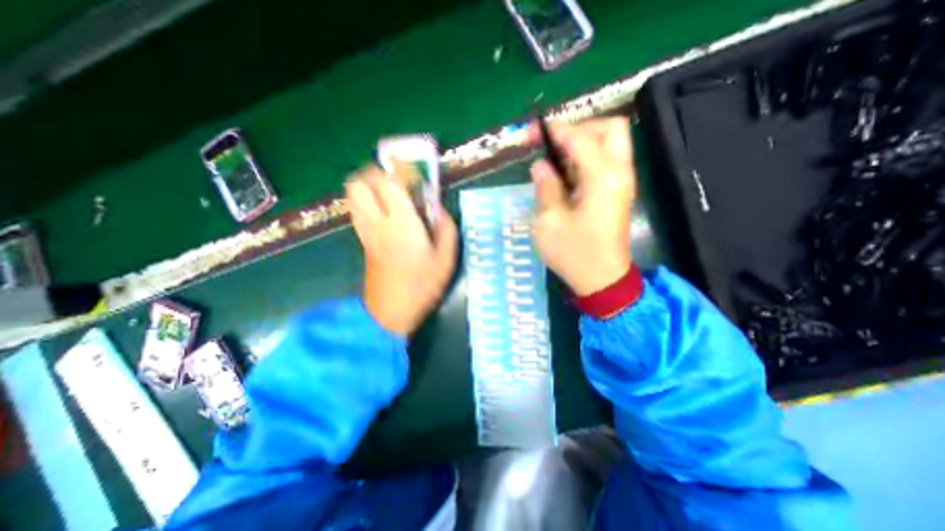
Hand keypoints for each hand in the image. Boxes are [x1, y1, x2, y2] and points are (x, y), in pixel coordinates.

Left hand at [346, 163, 458, 335]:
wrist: (390, 313)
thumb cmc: (422, 286)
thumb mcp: (446, 259)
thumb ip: (446, 229)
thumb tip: (439, 209)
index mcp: (402, 224)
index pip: (389, 182)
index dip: (398, 169)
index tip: (411, 171)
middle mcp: (378, 222)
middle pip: (359, 183)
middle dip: (375, 173)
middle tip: (397, 181)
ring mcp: (366, 232)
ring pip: (352, 196)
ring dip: (367, 187)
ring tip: (387, 194)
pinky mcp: (362, 242)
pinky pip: (356, 212)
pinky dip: (365, 203)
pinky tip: (382, 213)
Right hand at [530, 117, 632, 295]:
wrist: (602, 280)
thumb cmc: (573, 253)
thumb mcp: (549, 221)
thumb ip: (545, 187)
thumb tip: (540, 165)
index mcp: (603, 177)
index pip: (580, 137)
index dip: (555, 130)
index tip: (534, 131)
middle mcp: (619, 172)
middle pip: (609, 128)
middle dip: (580, 129)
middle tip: (554, 145)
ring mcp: (621, 183)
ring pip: (610, 144)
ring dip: (582, 144)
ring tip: (555, 162)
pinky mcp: (617, 193)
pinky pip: (605, 162)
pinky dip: (585, 160)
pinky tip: (565, 176)